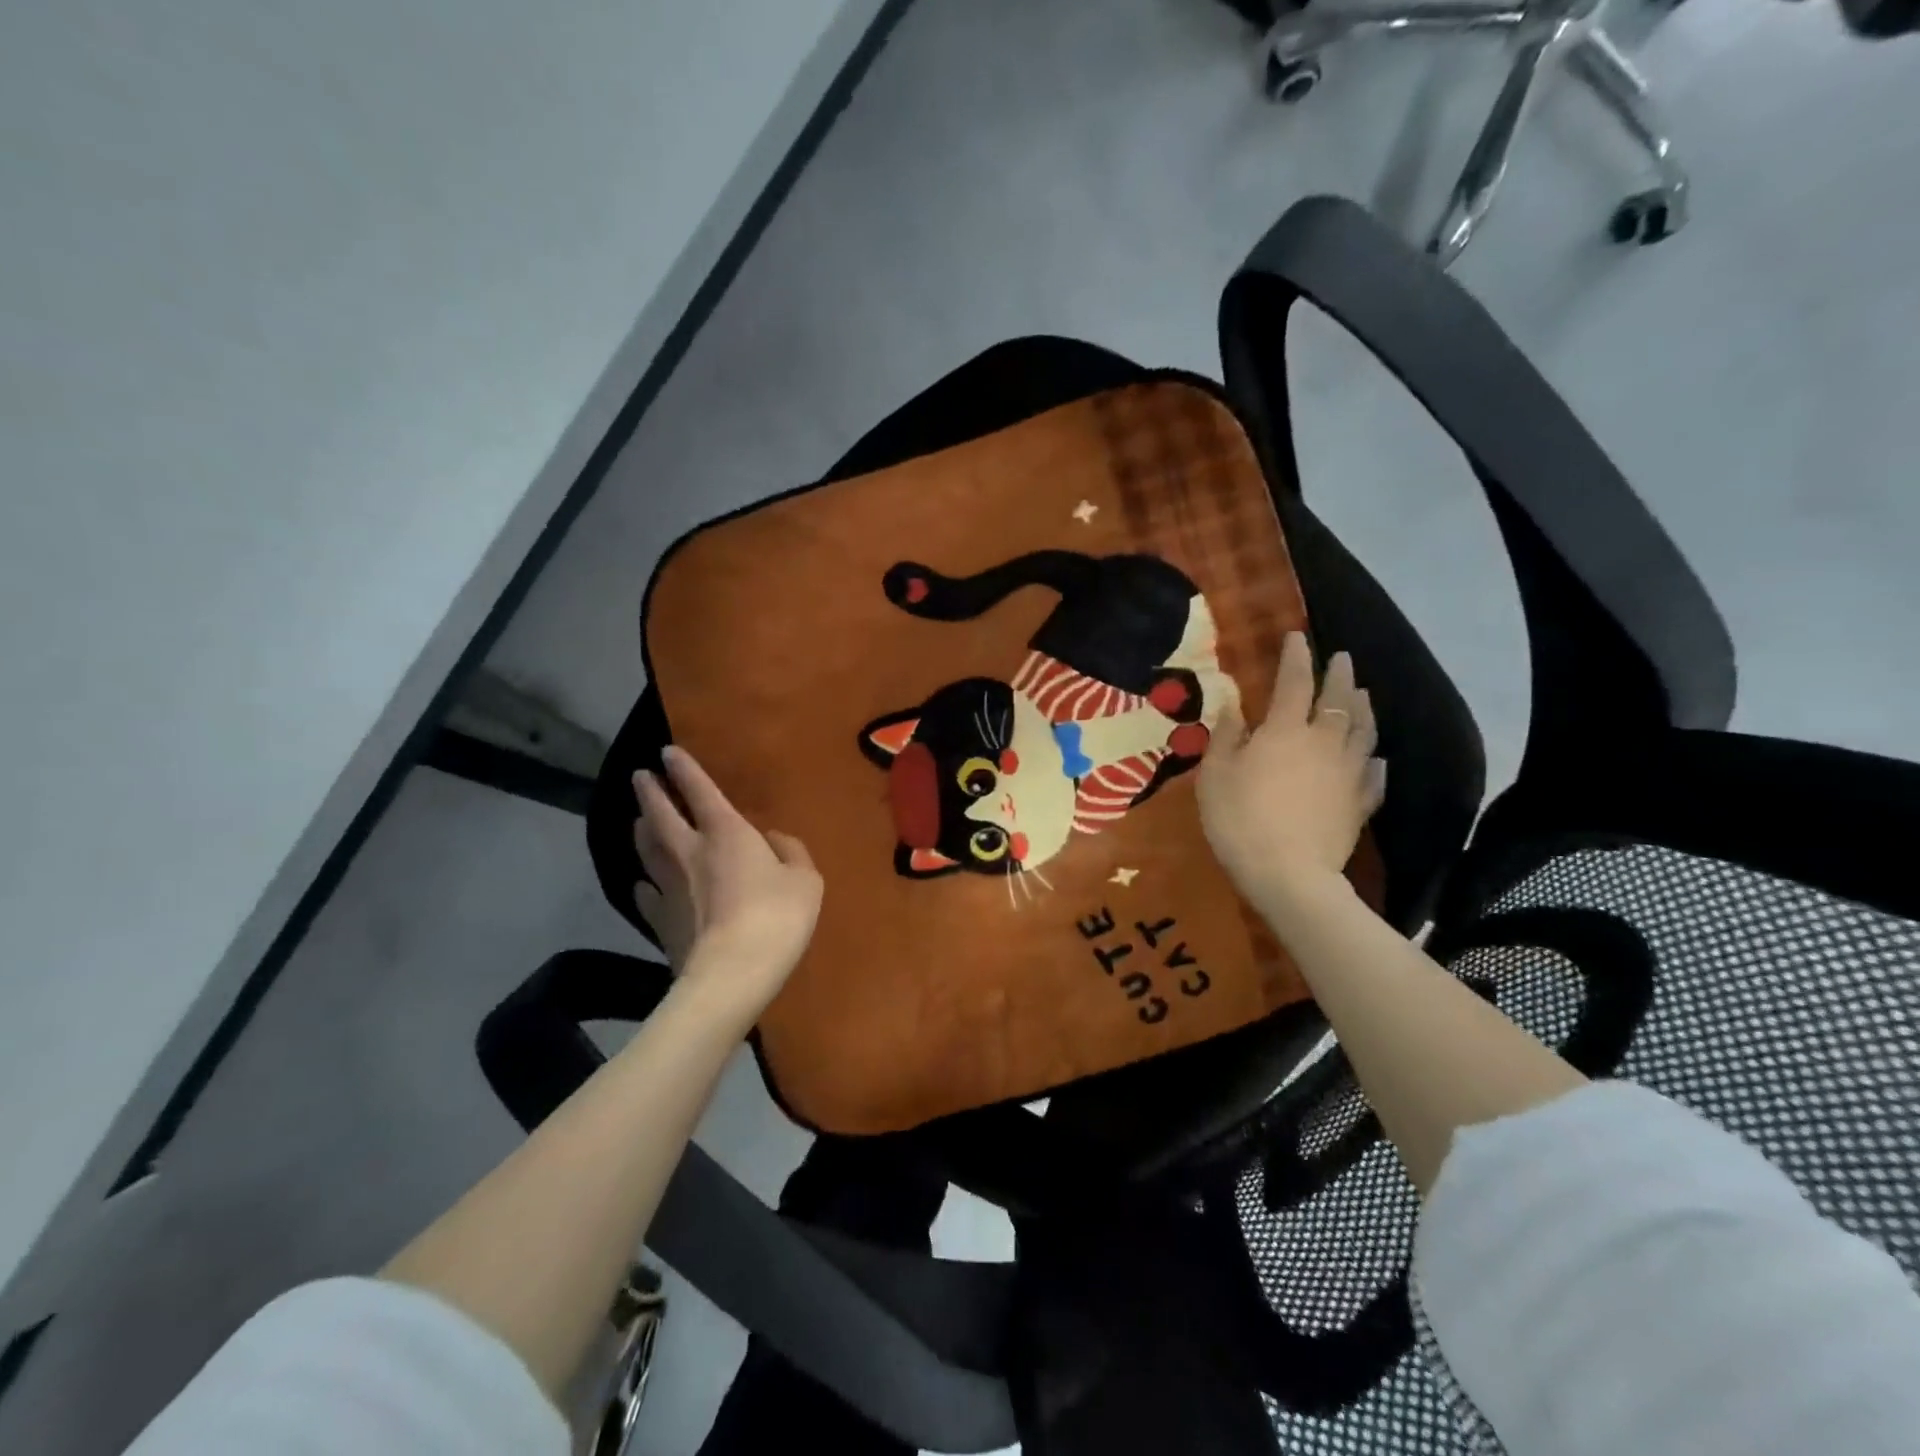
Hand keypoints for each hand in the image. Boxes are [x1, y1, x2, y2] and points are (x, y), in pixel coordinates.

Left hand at [632, 746, 822, 1019]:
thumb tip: (774, 839)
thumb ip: (791, 852)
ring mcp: (669, 887)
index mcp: (726, 833)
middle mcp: (690, 851)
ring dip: (642, 829)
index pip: (700, 790)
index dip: (684, 769)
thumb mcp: (805, 880)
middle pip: (661, 814)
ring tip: (638, 819)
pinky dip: (644, 883)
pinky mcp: (659, 920)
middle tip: (639, 776)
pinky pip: (646, 894)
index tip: (667, 752)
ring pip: (648, 849)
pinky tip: (643, 883)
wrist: (731, 973)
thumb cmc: (776, 917)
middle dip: (651, 791)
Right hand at [1198, 631, 1385, 915]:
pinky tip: (1376, 757)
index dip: (1296, 657)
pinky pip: (1373, 774)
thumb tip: (1234, 708)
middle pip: (1338, 700)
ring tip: (1363, 694)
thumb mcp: (1215, 776)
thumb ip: (1226, 737)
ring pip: (1363, 731)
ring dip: (1363, 708)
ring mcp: (1348, 772)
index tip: (1297, 637)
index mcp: (1285, 729)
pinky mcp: (1360, 802)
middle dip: (1340, 675)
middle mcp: (1324, 741)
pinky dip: (1374, 760)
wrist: (1289, 874)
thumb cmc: (1240, 819)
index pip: (1294, 681)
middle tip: (1343, 658)